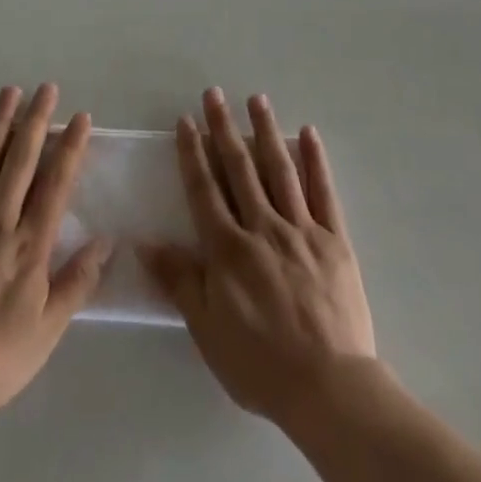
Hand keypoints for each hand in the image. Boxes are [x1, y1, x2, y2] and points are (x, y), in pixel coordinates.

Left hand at [0, 85, 108, 422]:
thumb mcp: (45, 333)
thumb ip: (77, 283)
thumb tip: (107, 241)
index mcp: (29, 246)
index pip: (56, 185)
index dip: (70, 148)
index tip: (81, 117)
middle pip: (21, 162)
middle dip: (37, 121)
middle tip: (46, 87)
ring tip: (10, 91)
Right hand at [142, 89, 375, 426]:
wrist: (329, 387)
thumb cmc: (260, 363)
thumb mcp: (207, 328)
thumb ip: (179, 280)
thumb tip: (145, 241)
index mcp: (229, 248)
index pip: (205, 189)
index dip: (193, 153)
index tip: (186, 121)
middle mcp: (263, 227)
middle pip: (240, 168)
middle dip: (224, 128)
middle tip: (214, 94)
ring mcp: (302, 229)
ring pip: (280, 169)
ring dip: (266, 131)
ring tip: (257, 99)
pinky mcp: (334, 238)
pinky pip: (324, 191)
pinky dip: (316, 160)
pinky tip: (309, 133)